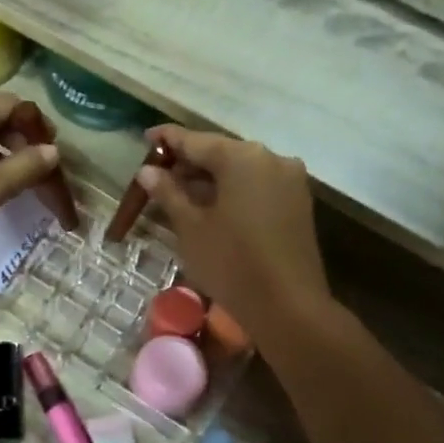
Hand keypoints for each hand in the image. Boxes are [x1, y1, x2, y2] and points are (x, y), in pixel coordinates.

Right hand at [137, 126, 329, 338]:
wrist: (288, 306)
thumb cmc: (231, 263)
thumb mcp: (191, 227)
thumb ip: (168, 192)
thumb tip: (148, 170)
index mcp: (242, 157)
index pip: (196, 140)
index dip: (168, 139)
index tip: (146, 137)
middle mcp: (270, 158)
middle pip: (221, 153)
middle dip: (189, 162)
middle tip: (159, 174)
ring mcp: (289, 180)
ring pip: (240, 170)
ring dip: (210, 179)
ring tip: (179, 193)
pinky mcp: (297, 203)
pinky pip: (256, 186)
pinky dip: (231, 191)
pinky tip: (210, 206)